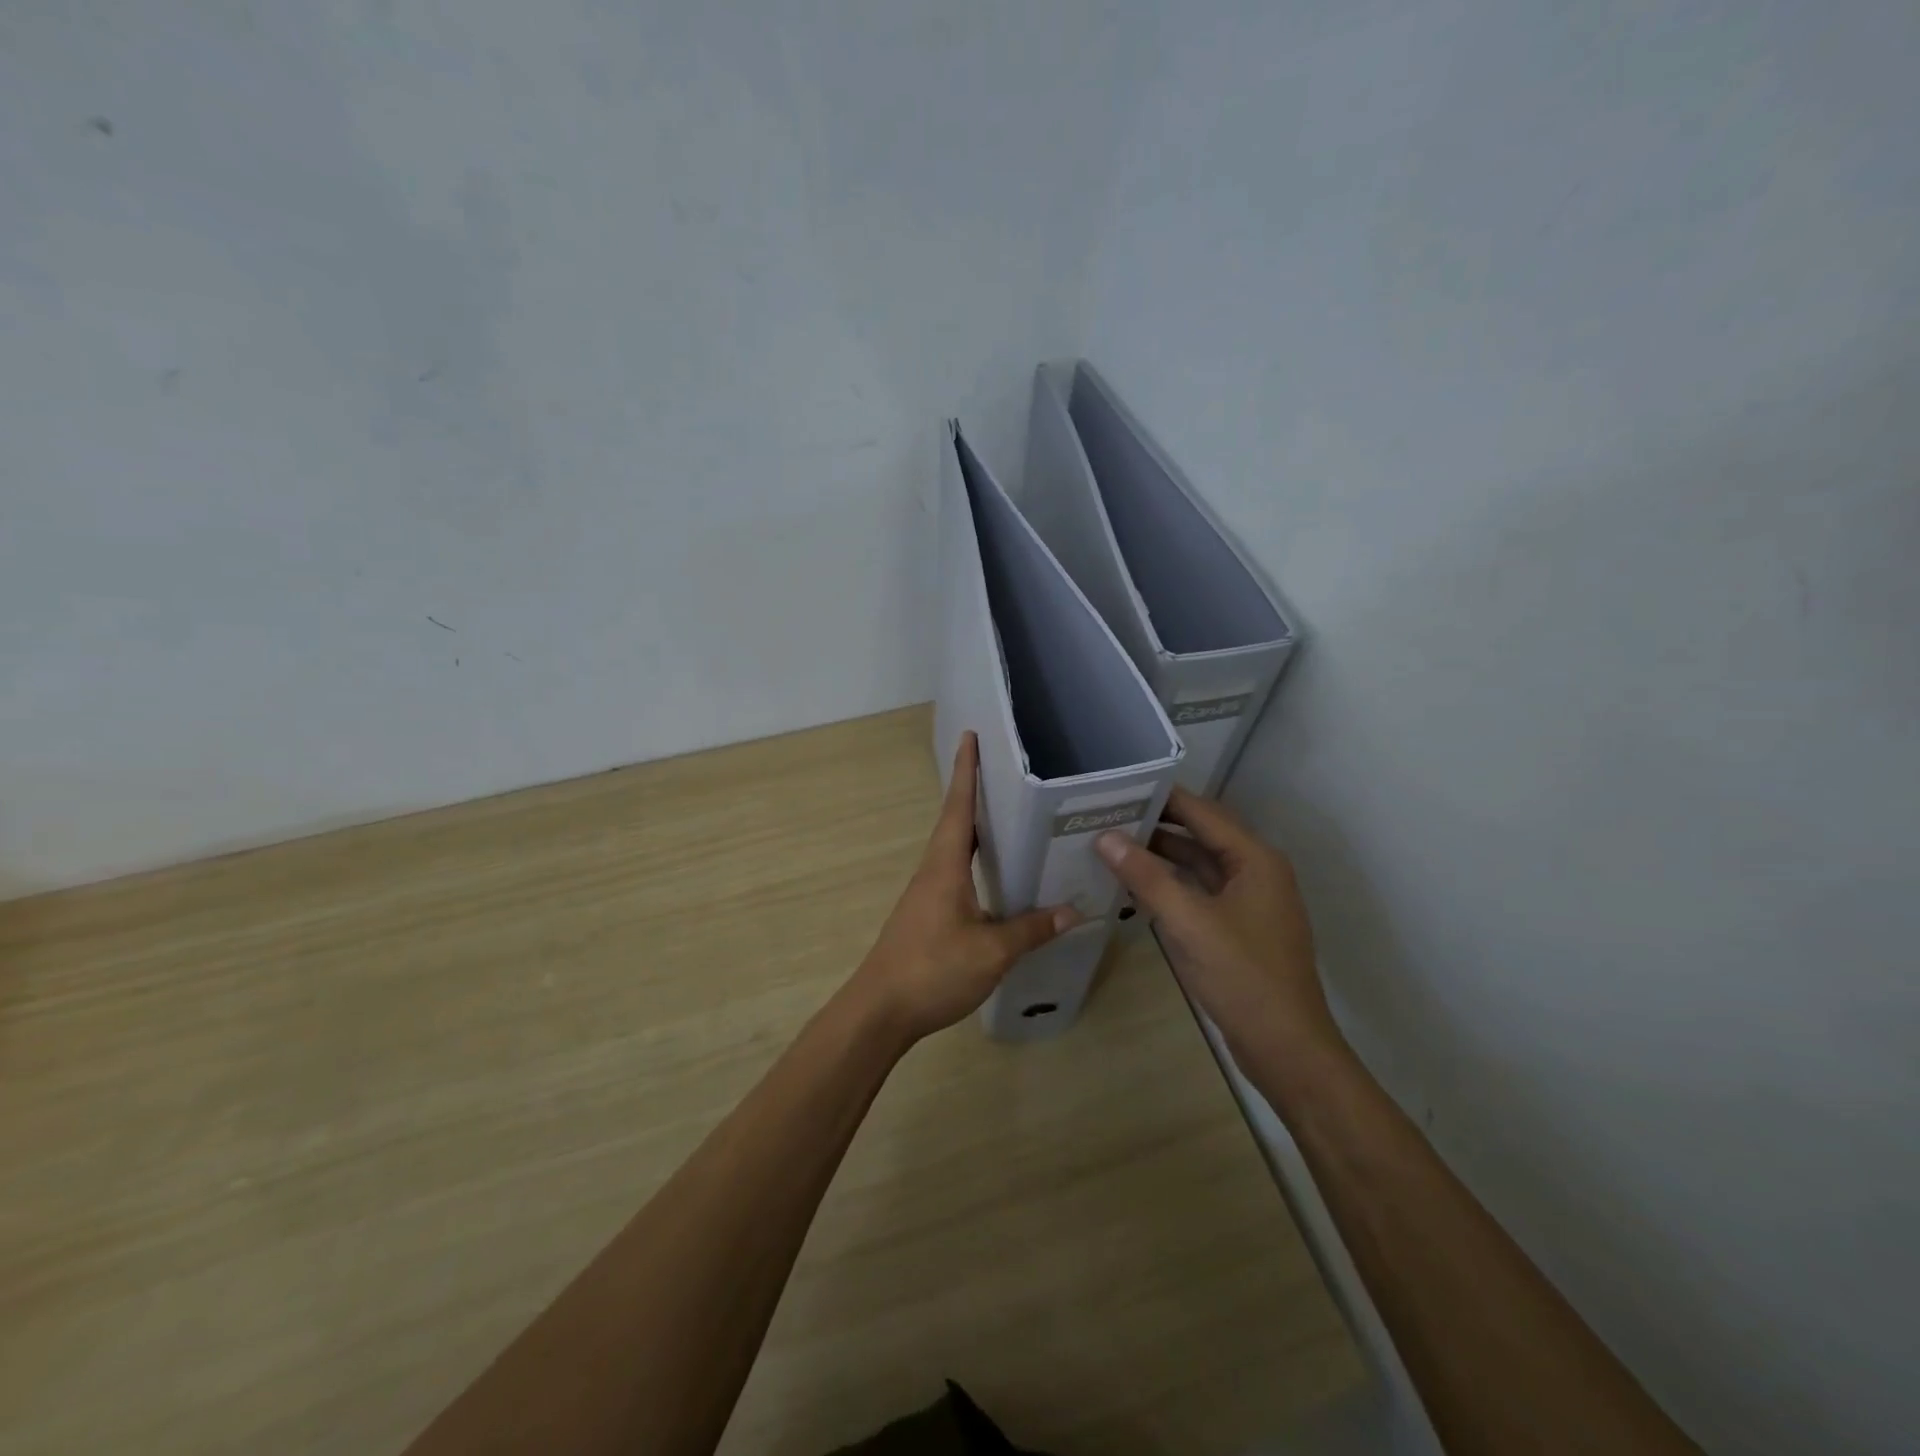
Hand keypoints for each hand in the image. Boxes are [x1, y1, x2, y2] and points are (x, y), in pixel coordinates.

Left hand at [849, 732, 1080, 1044]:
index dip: (966, 771)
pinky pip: (955, 872)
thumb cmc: (933, 969)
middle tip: (1004, 771)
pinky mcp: (927, 914)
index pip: (958, 807)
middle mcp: (933, 871)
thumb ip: (1031, 929)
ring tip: (1007, 815)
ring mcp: (927, 893)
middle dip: (974, 792)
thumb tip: (1073, 911)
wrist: (880, 1010)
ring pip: (954, 849)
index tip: (970, 736)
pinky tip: (994, 875)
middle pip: (955, 822)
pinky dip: (975, 860)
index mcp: (944, 866)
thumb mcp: (991, 951)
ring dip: (975, 827)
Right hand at [1096, 788, 1342, 1066]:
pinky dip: (1170, 885)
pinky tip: (1136, 886)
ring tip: (1112, 844)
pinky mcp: (1238, 928)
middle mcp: (1256, 872)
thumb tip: (1105, 837)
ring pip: (1199, 865)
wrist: (1287, 1048)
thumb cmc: (1243, 977)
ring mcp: (1249, 902)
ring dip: (1161, 856)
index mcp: (1255, 860)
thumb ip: (1146, 877)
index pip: (1203, 812)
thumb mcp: (1189, 923)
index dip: (1162, 797)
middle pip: (1201, 835)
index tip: (1119, 786)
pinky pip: (1199, 892)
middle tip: (1107, 814)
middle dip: (1157, 824)